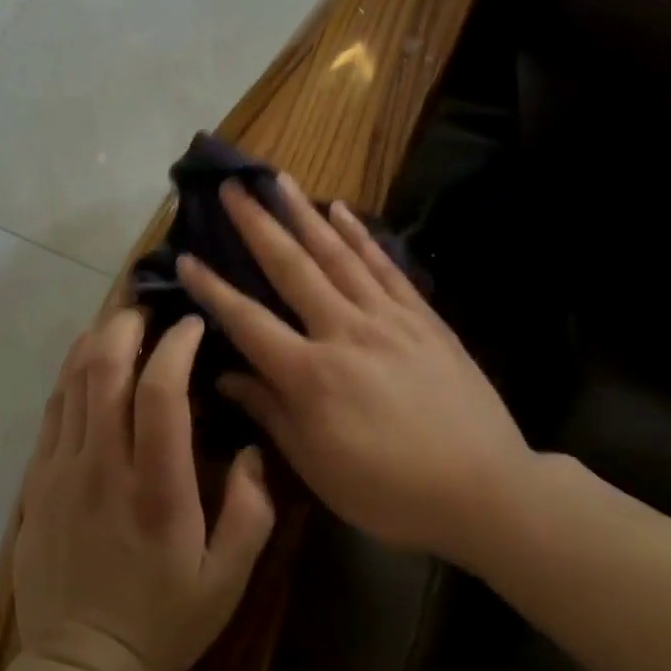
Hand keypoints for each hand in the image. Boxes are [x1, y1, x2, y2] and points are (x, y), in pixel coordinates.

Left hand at [14, 309, 274, 670]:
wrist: (79, 665)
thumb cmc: (163, 620)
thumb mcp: (229, 581)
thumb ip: (251, 511)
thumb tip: (254, 448)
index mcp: (155, 489)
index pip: (160, 393)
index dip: (176, 346)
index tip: (192, 325)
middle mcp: (103, 467)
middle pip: (106, 370)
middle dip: (128, 324)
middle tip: (150, 308)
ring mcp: (62, 470)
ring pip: (73, 381)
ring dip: (97, 339)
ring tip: (121, 321)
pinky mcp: (37, 480)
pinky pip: (52, 408)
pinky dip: (70, 372)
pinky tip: (87, 359)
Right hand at [177, 175, 534, 567]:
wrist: (484, 490)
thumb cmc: (390, 491)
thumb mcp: (318, 467)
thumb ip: (270, 412)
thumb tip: (226, 376)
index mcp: (310, 375)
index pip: (248, 321)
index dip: (212, 289)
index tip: (186, 256)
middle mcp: (343, 332)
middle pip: (291, 269)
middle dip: (256, 225)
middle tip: (231, 188)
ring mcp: (387, 318)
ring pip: (337, 255)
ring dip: (304, 214)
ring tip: (279, 179)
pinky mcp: (422, 317)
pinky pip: (384, 266)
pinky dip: (360, 235)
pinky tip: (340, 210)